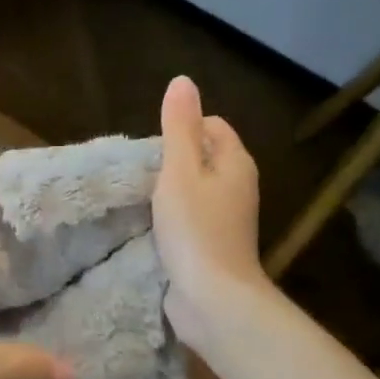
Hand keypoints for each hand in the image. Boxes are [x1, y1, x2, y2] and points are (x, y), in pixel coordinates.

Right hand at [153, 76, 266, 351]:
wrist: (212, 298)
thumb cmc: (195, 228)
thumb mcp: (180, 170)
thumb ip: (179, 126)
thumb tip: (183, 81)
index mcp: (235, 162)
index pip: (212, 126)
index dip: (183, 128)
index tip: (153, 147)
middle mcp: (238, 186)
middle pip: (203, 157)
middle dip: (173, 159)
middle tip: (142, 172)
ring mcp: (227, 218)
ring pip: (196, 189)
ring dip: (170, 190)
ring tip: (141, 197)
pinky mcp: (213, 244)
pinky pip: (190, 217)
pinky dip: (173, 217)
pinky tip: (151, 225)